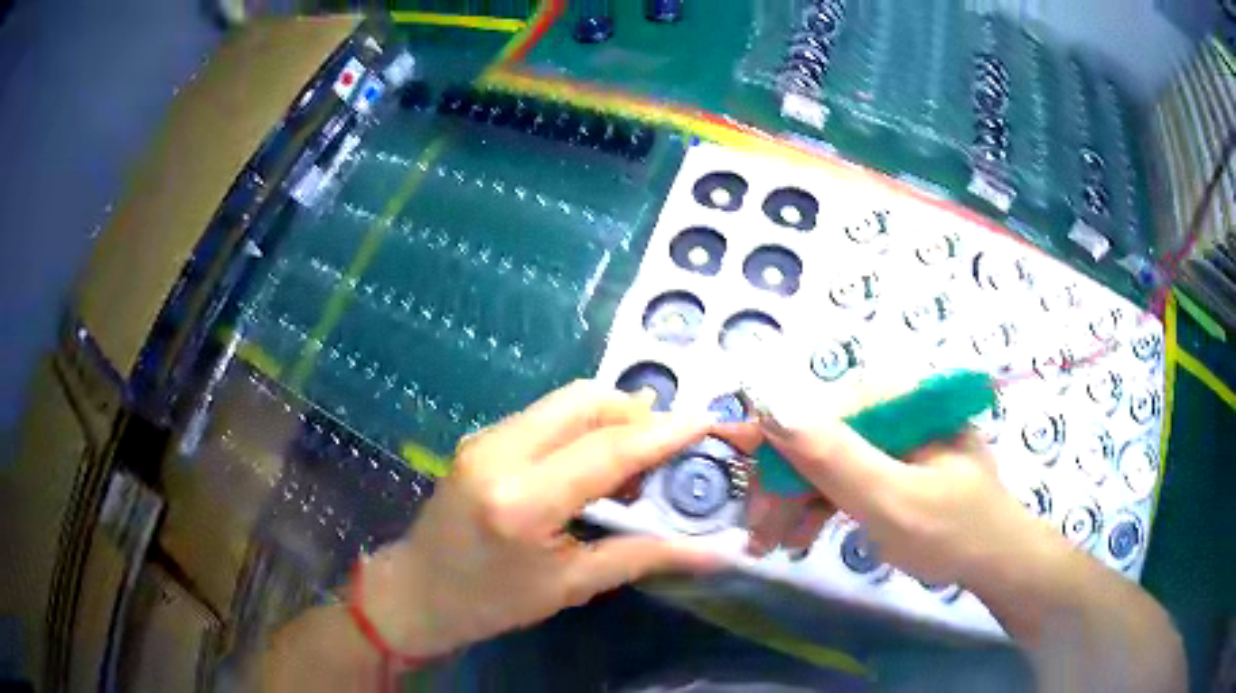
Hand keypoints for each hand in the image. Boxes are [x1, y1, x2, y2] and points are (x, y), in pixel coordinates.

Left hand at [359, 380, 722, 658]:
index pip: (608, 450)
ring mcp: (484, 439)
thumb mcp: (571, 585)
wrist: (419, 591)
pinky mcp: (480, 438)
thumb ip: (643, 557)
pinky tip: (593, 459)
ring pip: (564, 401)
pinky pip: (544, 415)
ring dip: (609, 415)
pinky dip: (580, 425)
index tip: (707, 420)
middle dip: (636, 411)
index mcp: (523, 500)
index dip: (664, 432)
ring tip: (636, 456)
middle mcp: (500, 453)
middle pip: (584, 400)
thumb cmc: (493, 601)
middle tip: (670, 442)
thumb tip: (714, 552)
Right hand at [757, 419, 1037, 586]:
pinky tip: (802, 534)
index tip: (749, 501)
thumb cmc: (952, 532)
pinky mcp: (893, 458)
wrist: (996, 559)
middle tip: (759, 536)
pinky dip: (818, 504)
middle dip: (782, 486)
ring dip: (794, 500)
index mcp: (895, 396)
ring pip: (823, 457)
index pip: (814, 410)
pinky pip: (843, 473)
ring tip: (774, 545)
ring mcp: (892, 432)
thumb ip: (834, 456)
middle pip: (815, 435)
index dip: (773, 452)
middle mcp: (891, 402)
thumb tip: (769, 404)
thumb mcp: (891, 500)